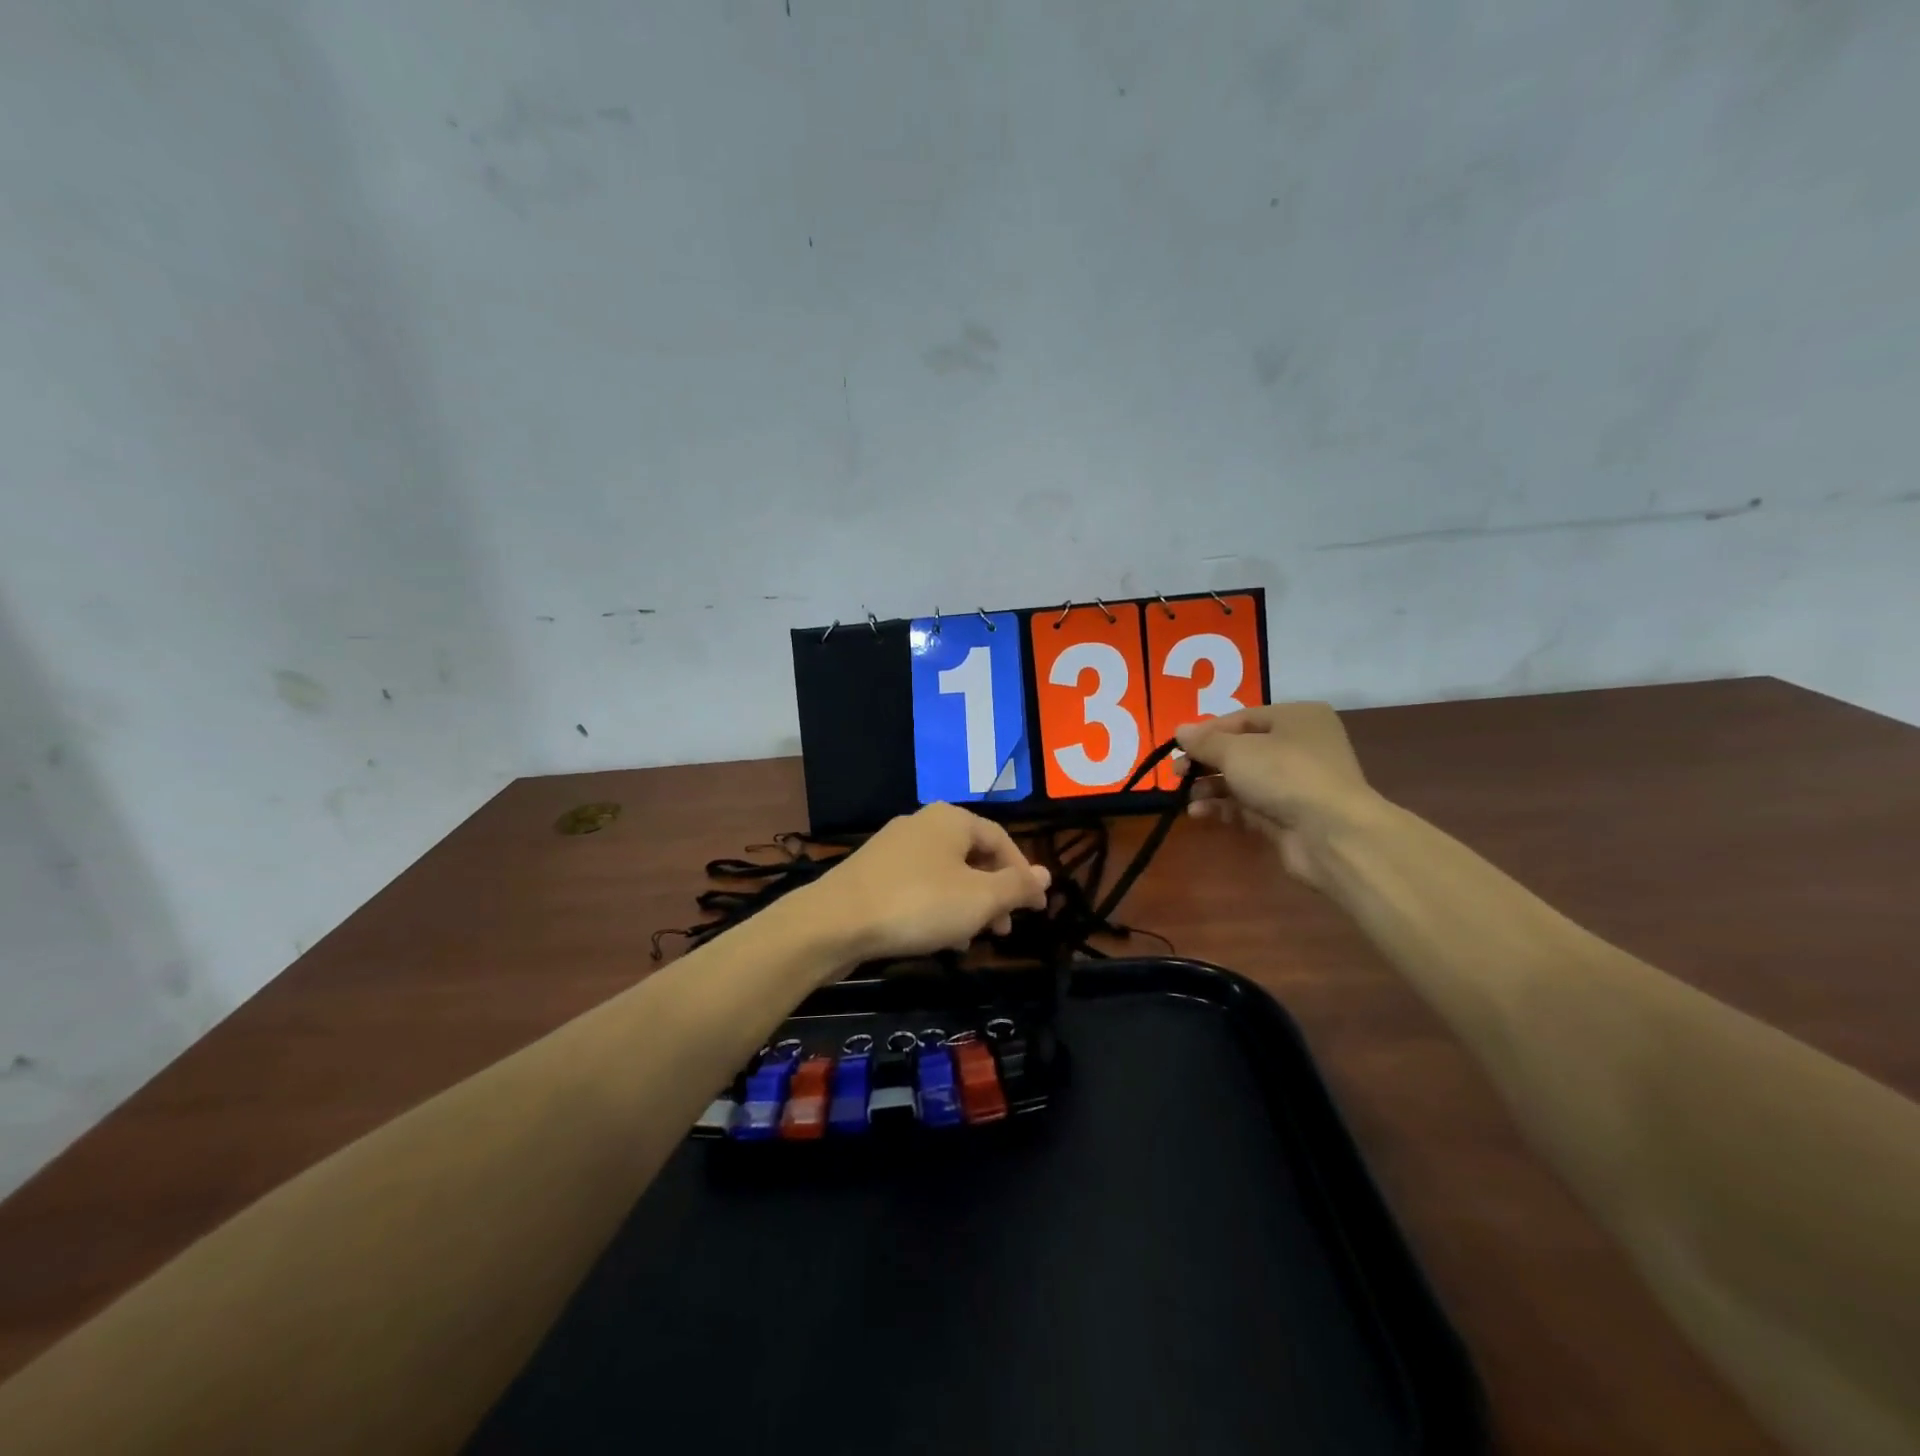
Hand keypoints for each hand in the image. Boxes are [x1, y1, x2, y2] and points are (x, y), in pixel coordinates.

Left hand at [804, 802, 1050, 964]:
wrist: (835, 921)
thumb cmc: (918, 904)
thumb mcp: (979, 899)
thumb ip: (1016, 886)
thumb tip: (1047, 875)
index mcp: (952, 819)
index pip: (1001, 840)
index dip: (1022, 874)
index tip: (1034, 909)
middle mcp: (923, 823)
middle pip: (972, 856)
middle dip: (993, 894)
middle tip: (1004, 929)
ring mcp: (894, 846)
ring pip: (946, 874)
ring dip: (966, 905)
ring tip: (973, 939)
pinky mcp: (873, 872)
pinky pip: (919, 885)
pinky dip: (937, 906)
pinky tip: (938, 937)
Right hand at [1176, 703, 1386, 887]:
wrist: (1331, 834)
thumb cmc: (1285, 775)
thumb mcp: (1237, 750)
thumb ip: (1204, 741)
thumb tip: (1179, 730)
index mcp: (1296, 718)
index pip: (1241, 718)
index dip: (1206, 732)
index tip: (1178, 748)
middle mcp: (1299, 746)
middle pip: (1240, 749)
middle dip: (1205, 762)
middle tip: (1178, 774)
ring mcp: (1294, 783)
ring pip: (1242, 779)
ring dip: (1210, 786)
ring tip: (1186, 796)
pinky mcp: (1287, 815)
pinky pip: (1247, 805)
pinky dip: (1222, 807)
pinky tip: (1199, 813)